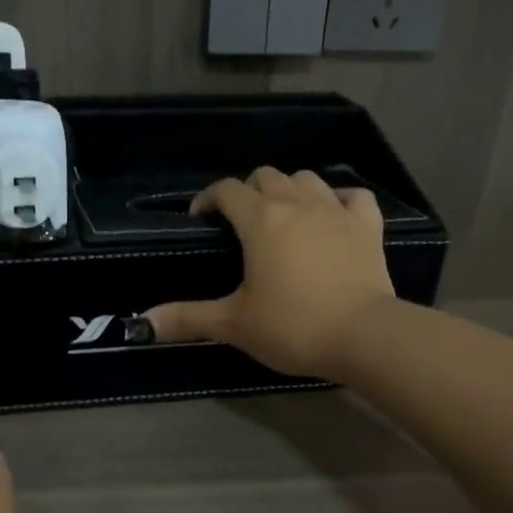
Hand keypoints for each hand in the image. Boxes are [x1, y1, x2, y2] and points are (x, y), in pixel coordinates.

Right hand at [144, 166, 396, 378]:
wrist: (362, 336)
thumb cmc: (292, 326)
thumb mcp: (234, 324)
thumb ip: (188, 318)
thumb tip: (144, 323)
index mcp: (260, 220)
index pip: (226, 190)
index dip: (208, 198)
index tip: (200, 219)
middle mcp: (297, 204)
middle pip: (266, 176)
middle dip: (248, 191)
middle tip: (240, 223)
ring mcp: (337, 211)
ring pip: (307, 179)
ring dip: (289, 189)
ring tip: (282, 216)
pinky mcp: (368, 226)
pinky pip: (353, 196)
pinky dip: (339, 200)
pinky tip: (332, 215)